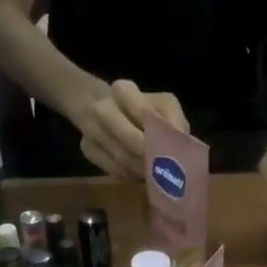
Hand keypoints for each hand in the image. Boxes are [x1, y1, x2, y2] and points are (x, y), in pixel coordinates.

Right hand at [73, 79, 187, 179]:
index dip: (161, 134)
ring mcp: (90, 128)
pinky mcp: (86, 148)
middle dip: (151, 157)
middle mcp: (102, 107)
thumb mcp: (163, 105)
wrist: (101, 105)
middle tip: (166, 170)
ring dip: (141, 170)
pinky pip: (112, 168)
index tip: (173, 148)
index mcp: (123, 90)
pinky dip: (129, 175)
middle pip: (132, 141)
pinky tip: (139, 175)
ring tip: (156, 176)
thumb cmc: (141, 107)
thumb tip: (180, 143)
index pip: (144, 113)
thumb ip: (175, 120)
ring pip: (122, 158)